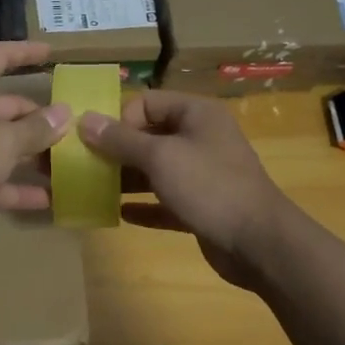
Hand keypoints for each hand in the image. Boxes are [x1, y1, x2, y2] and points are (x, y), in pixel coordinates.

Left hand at [0, 41, 69, 249]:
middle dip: (39, 118)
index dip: (24, 52)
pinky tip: (48, 201)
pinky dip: (18, 188)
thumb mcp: (2, 141)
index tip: (51, 54)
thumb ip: (36, 128)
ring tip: (67, 165)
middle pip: (7, 108)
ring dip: (32, 156)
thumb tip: (64, 113)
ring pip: (2, 146)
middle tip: (73, 130)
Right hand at [78, 91, 291, 289]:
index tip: (98, 144)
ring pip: (156, 170)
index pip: (147, 102)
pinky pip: (165, 200)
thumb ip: (120, 140)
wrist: (259, 243)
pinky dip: (145, 205)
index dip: (120, 119)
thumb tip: (84, 120)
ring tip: (94, 191)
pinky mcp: (202, 206)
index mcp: (196, 114)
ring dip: (127, 179)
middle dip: (117, 151)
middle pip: (149, 136)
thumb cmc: (209, 186)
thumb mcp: (160, 157)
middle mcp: (200, 138)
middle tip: (86, 168)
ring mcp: (202, 174)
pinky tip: (120, 214)